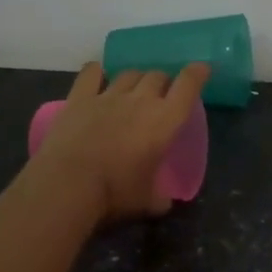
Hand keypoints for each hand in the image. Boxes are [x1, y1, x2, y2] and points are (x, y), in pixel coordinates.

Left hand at [29, 61, 209, 221]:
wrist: (69, 184)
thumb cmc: (116, 193)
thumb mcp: (148, 202)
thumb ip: (160, 198)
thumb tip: (163, 202)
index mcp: (165, 120)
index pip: (188, 85)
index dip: (197, 73)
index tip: (202, 69)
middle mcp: (140, 100)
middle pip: (157, 75)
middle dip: (163, 81)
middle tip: (161, 95)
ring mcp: (108, 96)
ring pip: (129, 73)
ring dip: (136, 79)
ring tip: (133, 89)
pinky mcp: (79, 98)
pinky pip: (91, 74)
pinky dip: (97, 72)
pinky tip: (98, 75)